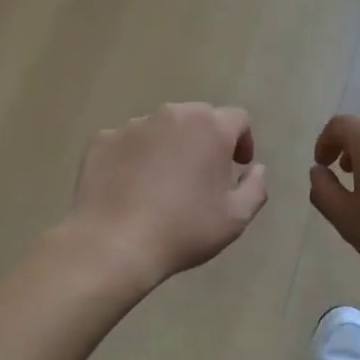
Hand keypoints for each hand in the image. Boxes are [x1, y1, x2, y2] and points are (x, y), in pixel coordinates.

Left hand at [67, 103, 267, 291]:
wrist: (113, 243)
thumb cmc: (184, 230)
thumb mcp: (236, 218)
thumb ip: (255, 187)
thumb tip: (257, 169)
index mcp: (211, 128)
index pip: (238, 118)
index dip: (243, 140)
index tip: (237, 166)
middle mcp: (173, 115)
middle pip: (198, 117)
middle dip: (206, 139)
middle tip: (202, 174)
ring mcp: (134, 125)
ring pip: (161, 127)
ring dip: (169, 145)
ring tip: (162, 182)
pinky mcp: (103, 140)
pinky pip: (128, 142)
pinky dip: (135, 156)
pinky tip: (130, 187)